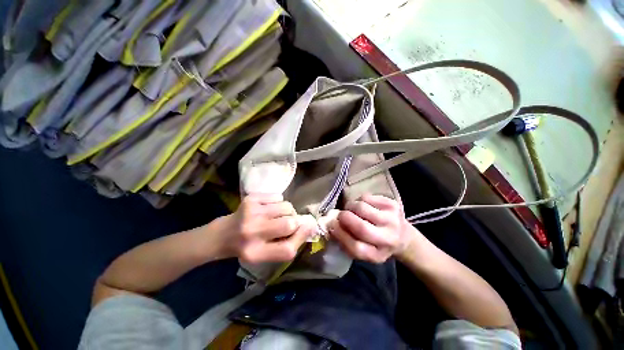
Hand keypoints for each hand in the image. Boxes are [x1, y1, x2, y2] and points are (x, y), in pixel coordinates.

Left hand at [219, 194, 313, 263]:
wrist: (221, 234)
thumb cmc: (247, 247)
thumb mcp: (265, 255)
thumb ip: (287, 244)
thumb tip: (310, 226)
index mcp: (255, 253)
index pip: (287, 249)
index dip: (301, 238)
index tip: (308, 229)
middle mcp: (252, 232)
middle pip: (289, 224)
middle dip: (295, 221)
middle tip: (290, 222)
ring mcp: (251, 212)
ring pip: (286, 206)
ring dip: (287, 211)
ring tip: (277, 216)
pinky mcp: (251, 199)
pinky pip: (278, 197)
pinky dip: (279, 202)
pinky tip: (269, 209)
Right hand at [329, 194, 414, 262]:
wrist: (402, 235)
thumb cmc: (376, 244)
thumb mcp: (363, 249)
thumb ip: (347, 241)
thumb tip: (331, 224)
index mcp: (378, 255)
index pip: (356, 247)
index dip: (340, 235)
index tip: (332, 226)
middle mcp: (388, 239)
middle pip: (361, 227)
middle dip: (344, 217)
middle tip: (341, 215)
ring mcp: (392, 219)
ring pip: (361, 207)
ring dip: (350, 207)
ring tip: (352, 210)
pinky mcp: (392, 204)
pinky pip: (366, 197)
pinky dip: (359, 200)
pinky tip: (363, 205)